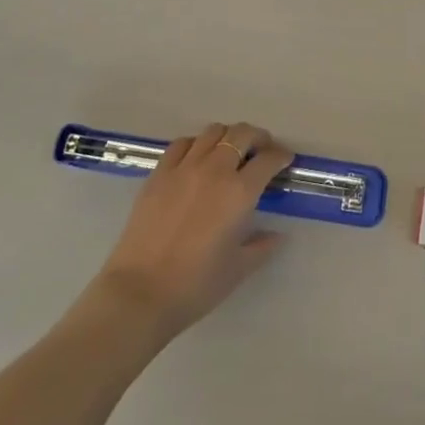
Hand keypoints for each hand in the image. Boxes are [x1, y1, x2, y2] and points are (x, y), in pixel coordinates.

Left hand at [93, 122, 294, 340]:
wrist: (139, 293)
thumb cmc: (195, 285)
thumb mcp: (238, 269)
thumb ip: (262, 247)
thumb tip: (277, 235)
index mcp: (239, 193)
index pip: (268, 160)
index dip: (281, 156)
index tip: (285, 159)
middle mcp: (214, 170)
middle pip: (242, 134)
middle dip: (258, 137)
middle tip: (262, 150)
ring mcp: (184, 168)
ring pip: (213, 132)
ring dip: (228, 136)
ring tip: (230, 152)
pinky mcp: (159, 173)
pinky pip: (182, 143)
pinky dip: (196, 144)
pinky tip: (197, 158)